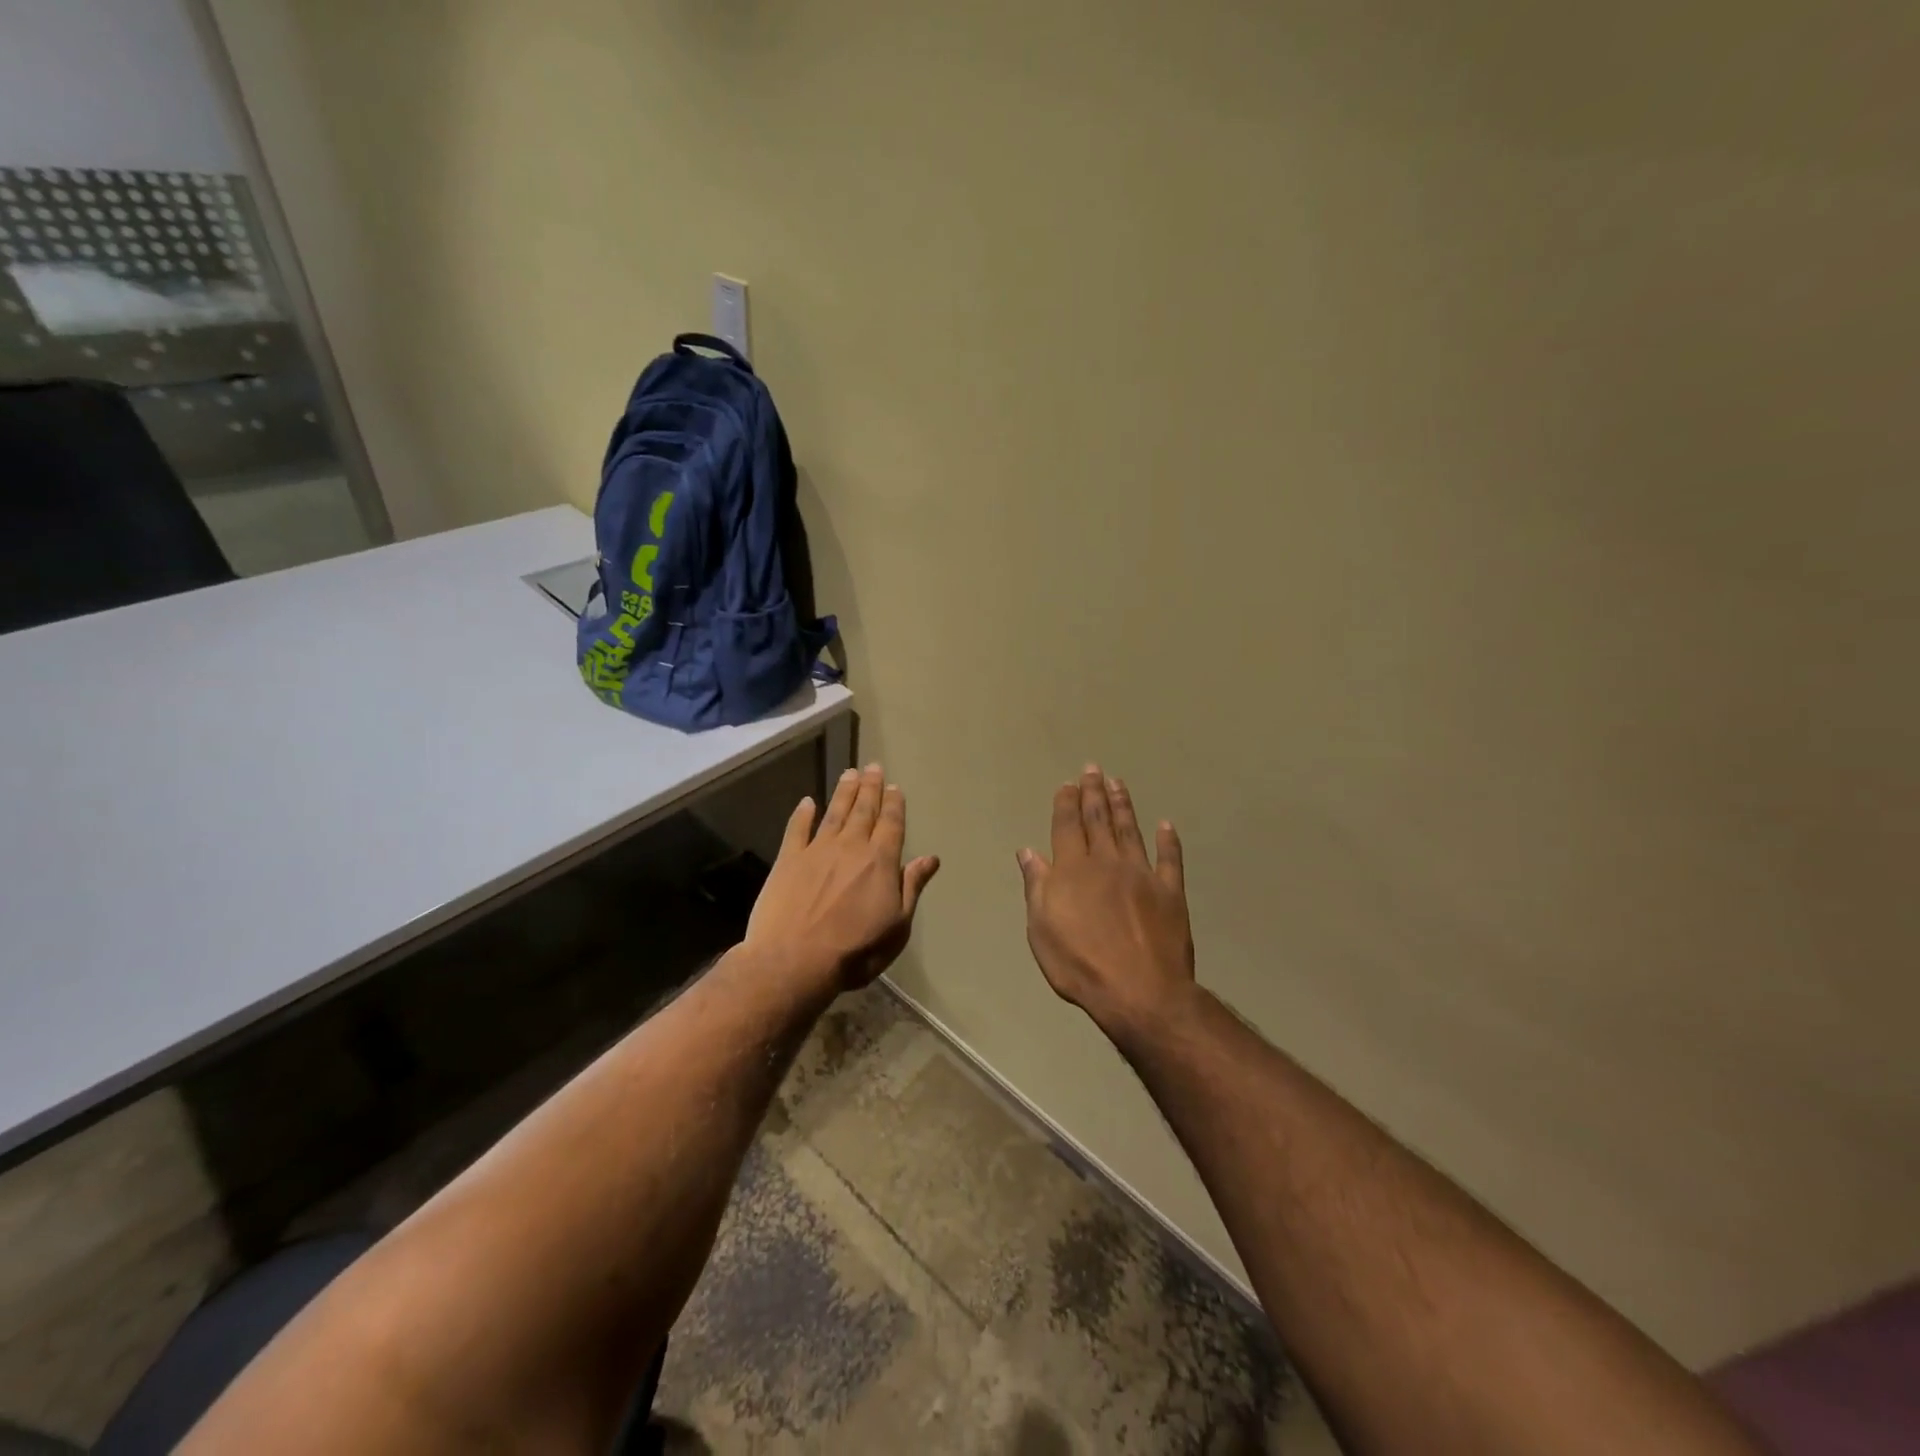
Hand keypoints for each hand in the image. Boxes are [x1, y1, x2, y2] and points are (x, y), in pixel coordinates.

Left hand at [746, 763, 940, 993]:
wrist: (794, 961)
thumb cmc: (855, 950)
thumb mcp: (897, 926)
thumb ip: (911, 887)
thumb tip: (930, 859)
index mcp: (880, 862)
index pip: (891, 824)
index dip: (894, 804)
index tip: (895, 787)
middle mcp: (850, 847)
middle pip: (863, 811)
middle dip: (870, 788)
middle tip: (873, 767)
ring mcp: (817, 851)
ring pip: (834, 813)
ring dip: (844, 792)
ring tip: (850, 773)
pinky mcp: (788, 860)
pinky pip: (797, 829)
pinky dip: (802, 814)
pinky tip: (807, 802)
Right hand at [1018, 766, 1194, 1041]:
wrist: (1140, 992)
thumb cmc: (1080, 964)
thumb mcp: (1042, 929)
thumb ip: (1037, 886)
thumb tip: (1028, 851)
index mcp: (1073, 869)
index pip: (1067, 825)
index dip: (1066, 802)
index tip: (1068, 783)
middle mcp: (1107, 862)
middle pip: (1098, 819)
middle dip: (1094, 792)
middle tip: (1094, 768)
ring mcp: (1142, 874)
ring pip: (1130, 830)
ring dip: (1123, 805)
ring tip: (1118, 783)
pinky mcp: (1170, 892)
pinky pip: (1170, 859)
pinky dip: (1168, 841)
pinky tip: (1166, 825)